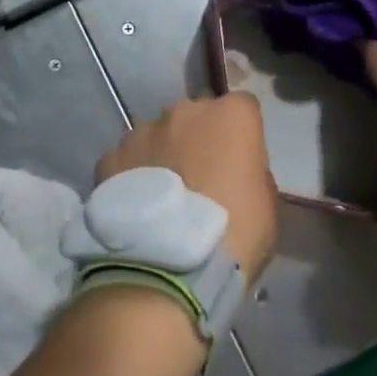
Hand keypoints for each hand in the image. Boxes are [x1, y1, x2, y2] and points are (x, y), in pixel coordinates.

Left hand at [94, 94, 279, 279]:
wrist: (168, 267)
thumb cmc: (234, 234)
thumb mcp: (266, 205)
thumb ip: (252, 173)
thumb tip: (236, 171)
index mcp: (231, 116)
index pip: (243, 108)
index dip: (241, 135)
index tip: (239, 163)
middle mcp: (185, 111)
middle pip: (196, 116)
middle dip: (199, 139)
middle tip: (200, 178)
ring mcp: (143, 130)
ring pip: (158, 135)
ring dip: (163, 154)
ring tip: (163, 197)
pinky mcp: (110, 156)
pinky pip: (127, 160)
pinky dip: (132, 176)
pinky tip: (136, 208)